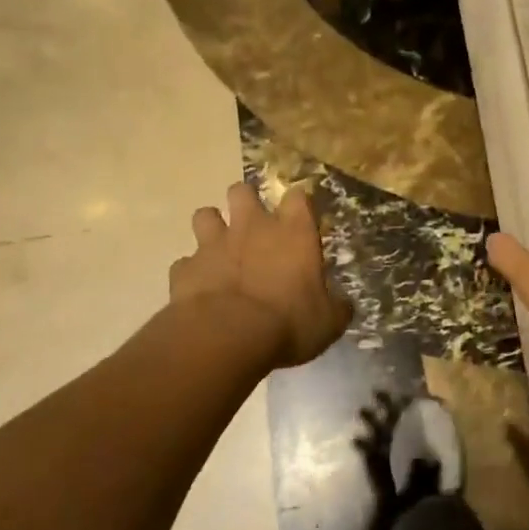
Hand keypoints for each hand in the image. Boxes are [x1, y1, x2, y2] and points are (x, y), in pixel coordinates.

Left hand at [169, 182, 351, 367]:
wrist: (227, 337)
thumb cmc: (288, 323)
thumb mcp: (327, 323)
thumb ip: (335, 308)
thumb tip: (344, 306)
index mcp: (293, 232)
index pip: (298, 196)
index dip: (298, 203)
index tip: (300, 216)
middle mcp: (252, 227)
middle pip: (241, 191)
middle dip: (244, 201)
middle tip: (251, 223)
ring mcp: (214, 244)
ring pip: (204, 215)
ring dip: (211, 227)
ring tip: (219, 248)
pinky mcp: (185, 269)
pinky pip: (185, 262)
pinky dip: (192, 272)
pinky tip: (199, 288)